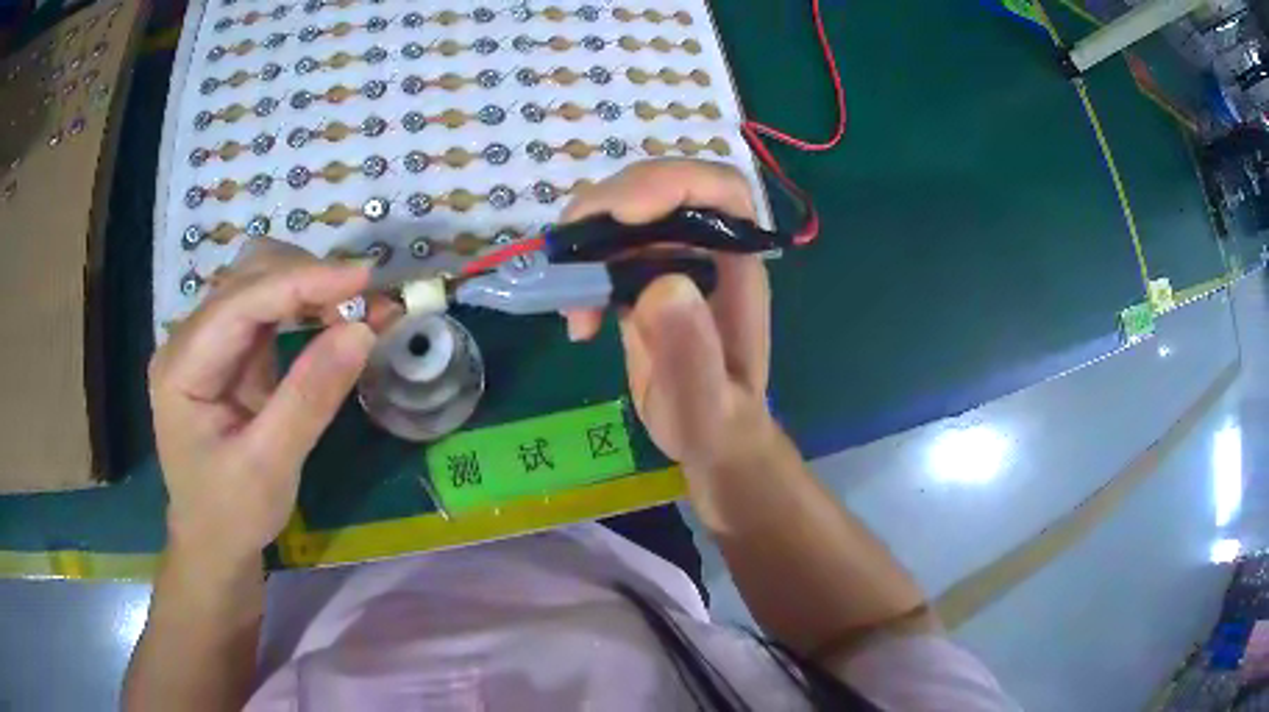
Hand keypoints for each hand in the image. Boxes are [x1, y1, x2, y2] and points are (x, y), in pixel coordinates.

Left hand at [148, 239, 379, 565]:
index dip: (302, 282)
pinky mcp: (230, 353)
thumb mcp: (270, 466)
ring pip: (260, 282)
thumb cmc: (231, 515)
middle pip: (248, 277)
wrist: (213, 544)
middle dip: (307, 279)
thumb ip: (310, 398)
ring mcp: (209, 343)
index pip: (241, 302)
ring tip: (354, 308)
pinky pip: (269, 310)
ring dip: (309, 286)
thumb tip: (362, 331)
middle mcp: (190, 340)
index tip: (364, 279)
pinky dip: (305, 306)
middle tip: (364, 302)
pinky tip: (332, 316)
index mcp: (182, 365)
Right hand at [562, 160, 773, 471]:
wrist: (708, 438)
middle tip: (570, 248)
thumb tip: (662, 285)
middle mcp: (705, 250)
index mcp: (735, 266)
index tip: (622, 213)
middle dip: (609, 206)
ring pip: (625, 214)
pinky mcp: (641, 278)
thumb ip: (691, 351)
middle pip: (661, 189)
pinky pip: (606, 250)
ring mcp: (671, 261)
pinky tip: (577, 322)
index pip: (720, 190)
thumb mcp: (706, 402)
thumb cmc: (717, 423)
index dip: (672, 183)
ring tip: (569, 299)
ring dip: (585, 242)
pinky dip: (580, 273)